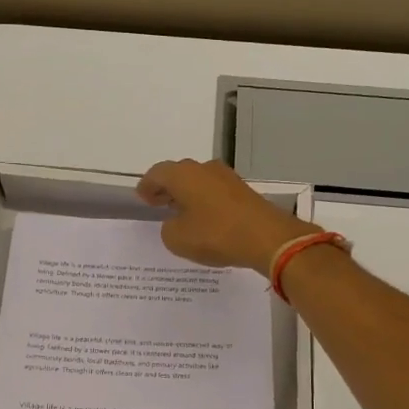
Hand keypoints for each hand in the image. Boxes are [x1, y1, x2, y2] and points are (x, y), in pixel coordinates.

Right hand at [136, 158, 316, 274]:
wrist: (267, 237)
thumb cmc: (215, 234)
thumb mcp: (177, 239)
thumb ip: (168, 228)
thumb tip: (176, 222)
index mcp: (183, 174)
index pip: (157, 173)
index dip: (147, 186)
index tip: (142, 197)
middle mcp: (204, 169)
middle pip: (179, 174)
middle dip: (167, 188)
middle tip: (158, 203)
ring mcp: (227, 178)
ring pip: (199, 181)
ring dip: (188, 194)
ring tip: (180, 212)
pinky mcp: (243, 191)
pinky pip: (215, 192)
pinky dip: (205, 201)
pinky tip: (204, 218)